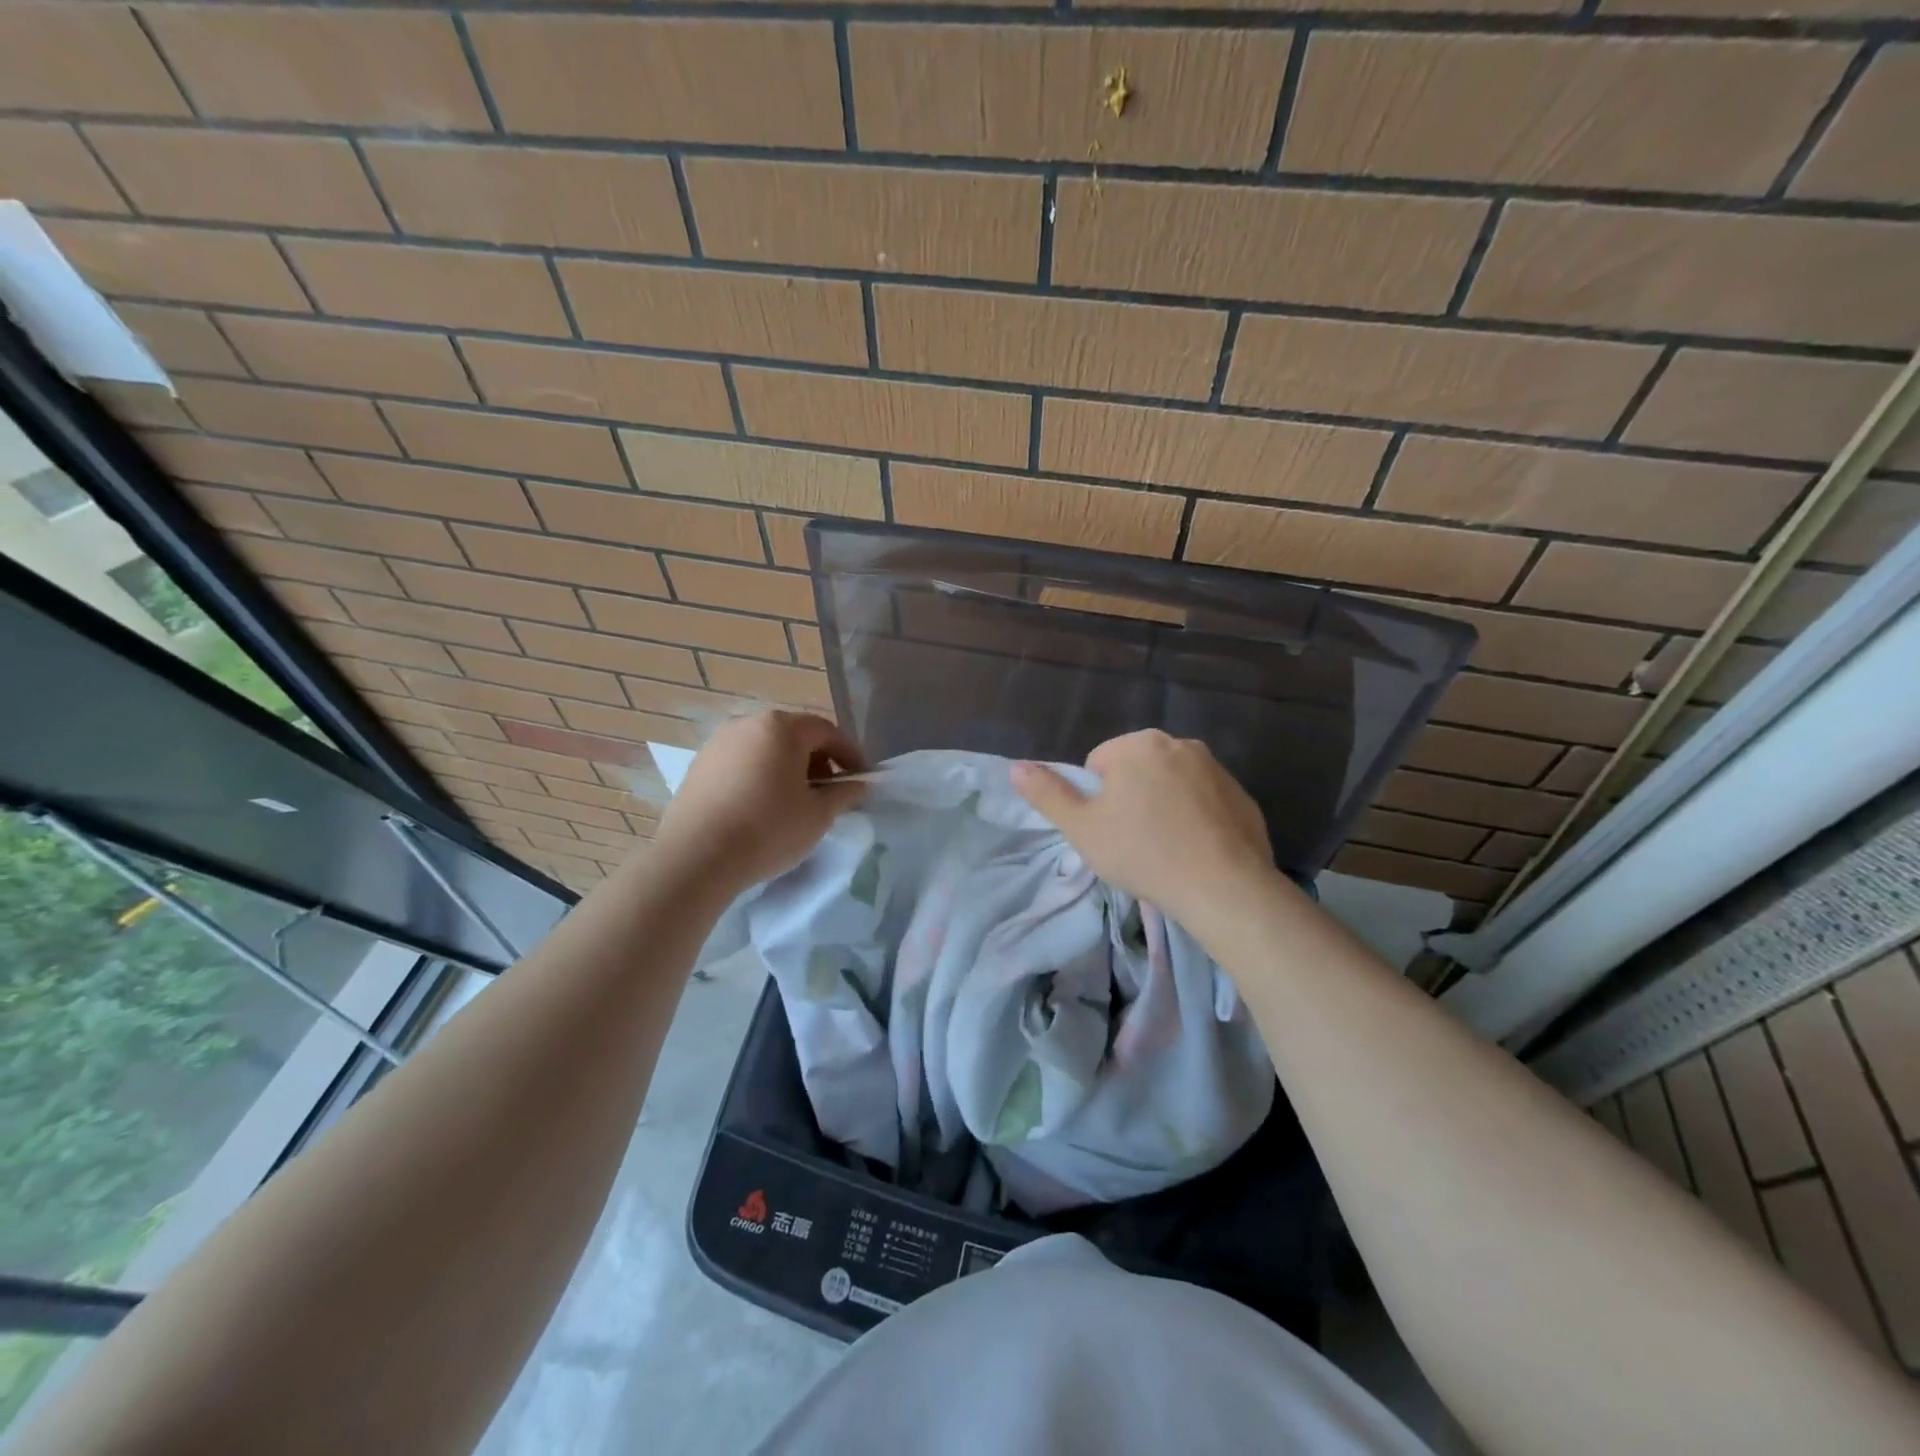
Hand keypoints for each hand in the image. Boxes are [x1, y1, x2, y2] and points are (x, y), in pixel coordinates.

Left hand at [654, 711, 865, 891]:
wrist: (697, 857)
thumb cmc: (768, 829)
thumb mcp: (819, 815)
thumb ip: (844, 794)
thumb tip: (857, 785)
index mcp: (781, 727)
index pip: (827, 732)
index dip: (850, 754)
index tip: (862, 779)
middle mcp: (748, 724)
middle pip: (794, 735)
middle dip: (818, 760)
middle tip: (830, 792)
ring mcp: (718, 743)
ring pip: (766, 748)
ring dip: (788, 768)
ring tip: (797, 801)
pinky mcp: (699, 766)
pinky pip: (742, 763)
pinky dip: (760, 776)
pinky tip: (763, 806)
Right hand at [1011, 730, 1276, 926]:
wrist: (1223, 887)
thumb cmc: (1142, 852)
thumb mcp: (1081, 828)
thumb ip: (1047, 793)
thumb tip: (1016, 767)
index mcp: (1138, 744)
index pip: (1098, 764)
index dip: (1096, 800)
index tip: (1109, 831)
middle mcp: (1179, 743)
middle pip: (1136, 770)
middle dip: (1130, 799)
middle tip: (1132, 842)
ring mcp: (1216, 768)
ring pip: (1171, 785)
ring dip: (1162, 807)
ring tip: (1164, 850)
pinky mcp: (1242, 795)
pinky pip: (1204, 802)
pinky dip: (1195, 819)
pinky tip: (1195, 852)